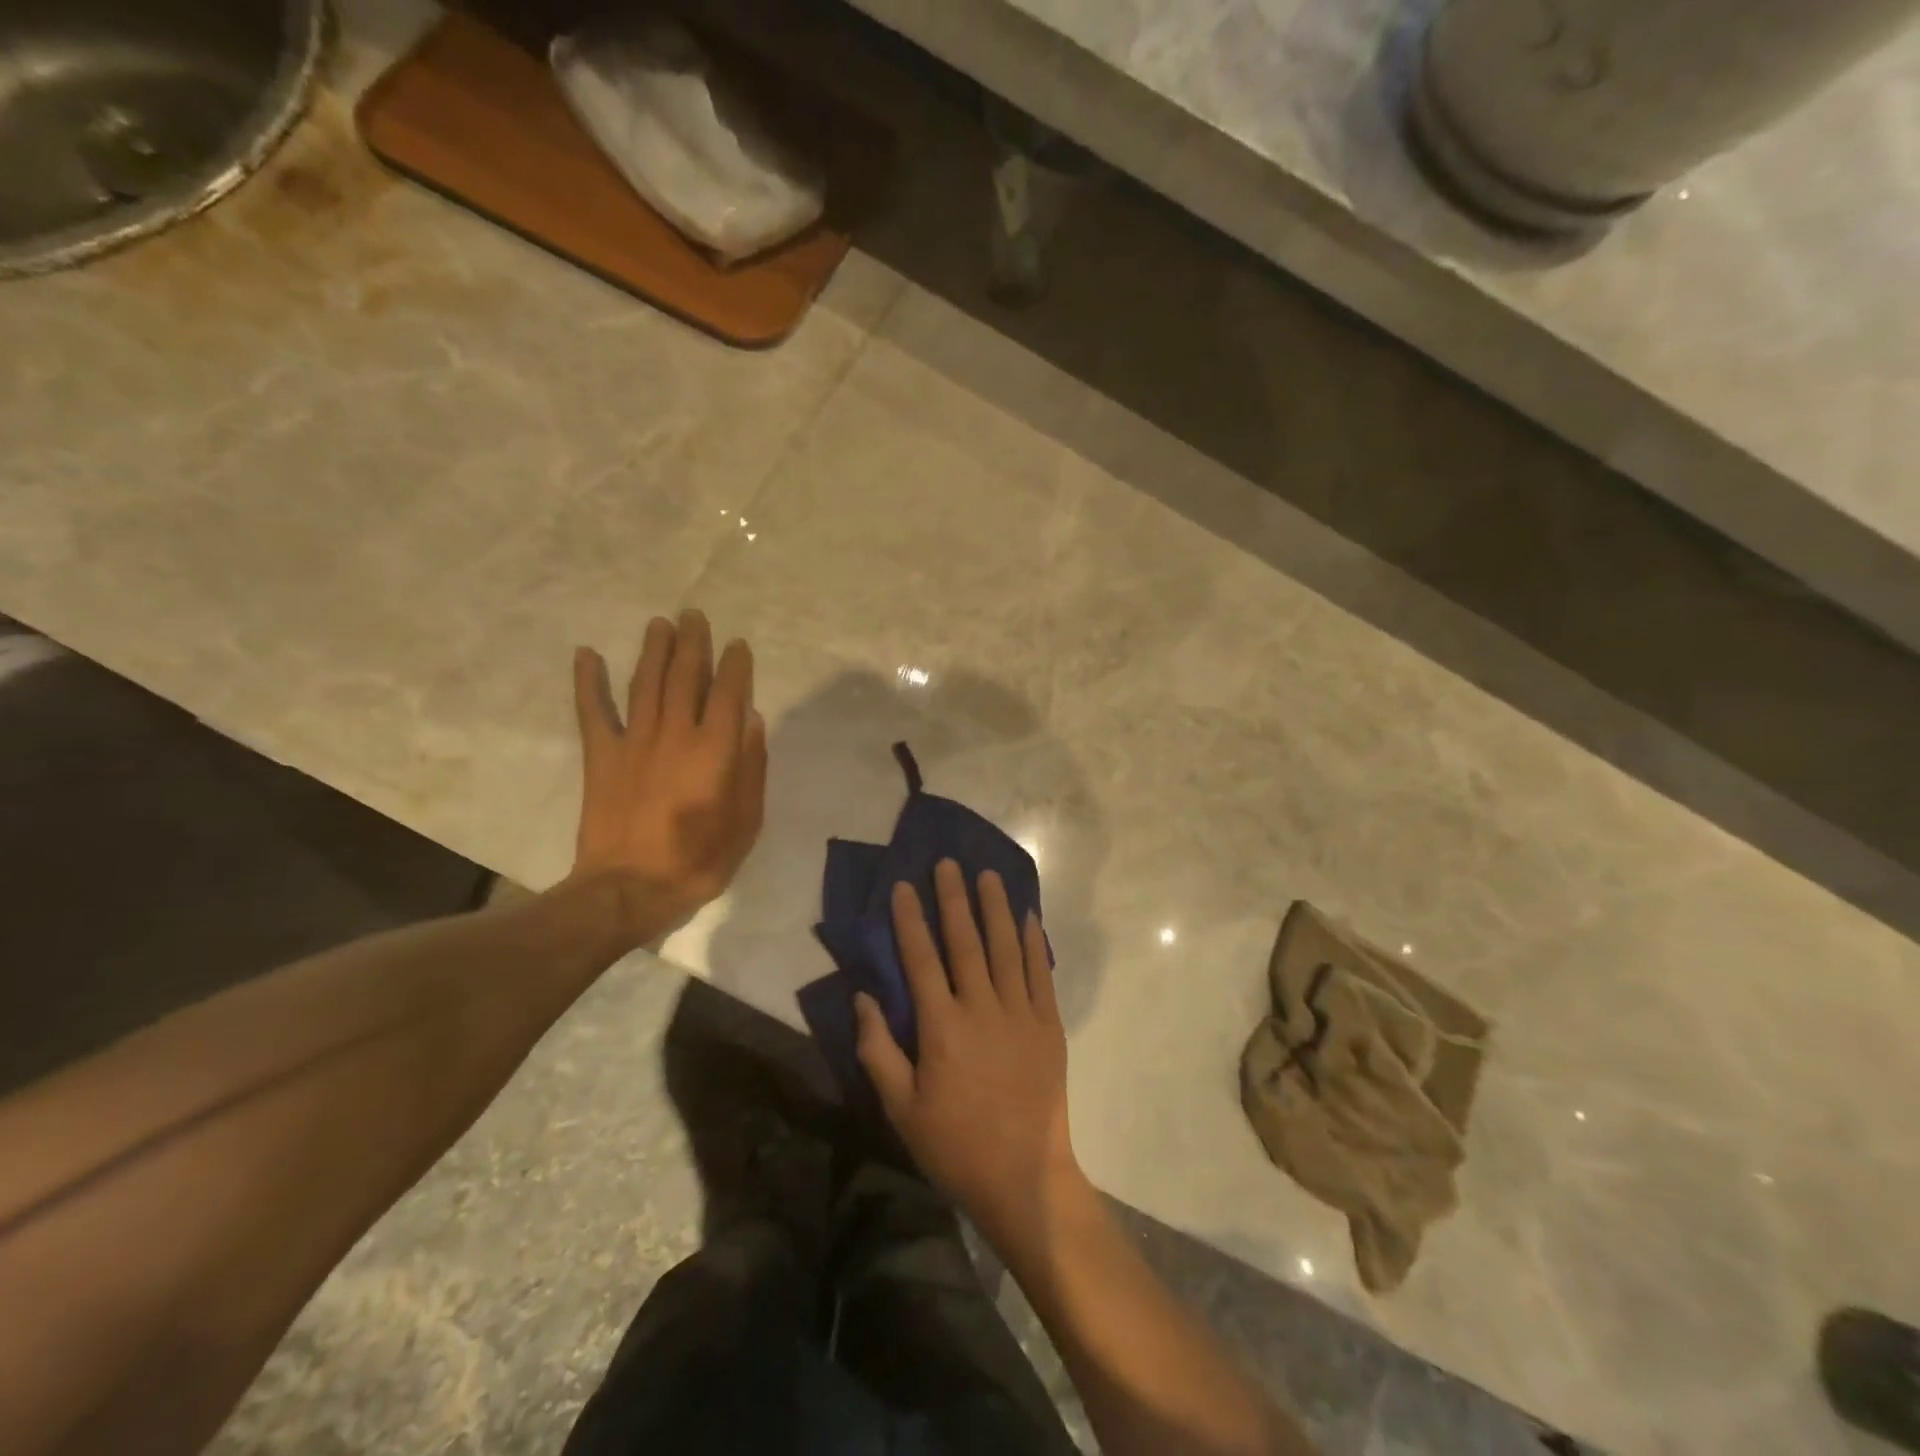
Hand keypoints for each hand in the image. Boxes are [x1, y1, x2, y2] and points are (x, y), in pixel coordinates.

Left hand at [569, 610, 766, 944]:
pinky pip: (593, 711)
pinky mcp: (601, 755)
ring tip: (660, 623)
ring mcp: (633, 741)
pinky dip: (587, 681)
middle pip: (685, 676)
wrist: (628, 889)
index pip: (728, 693)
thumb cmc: (698, 860)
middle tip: (695, 615)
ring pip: (646, 682)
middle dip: (693, 643)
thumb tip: (750, 720)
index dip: (735, 665)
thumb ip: (751, 767)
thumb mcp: (745, 821)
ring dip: (654, 649)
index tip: (737, 645)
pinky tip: (586, 654)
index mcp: (714, 749)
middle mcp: (674, 733)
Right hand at [855, 860, 1086, 1251]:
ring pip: (1006, 947)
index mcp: (942, 1027)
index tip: (905, 886)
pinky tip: (1028, 916)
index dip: (911, 920)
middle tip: (948, 863)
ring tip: (988, 875)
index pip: (921, 959)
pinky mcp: (1048, 1025)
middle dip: (954, 899)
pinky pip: (1040, 973)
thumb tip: (863, 997)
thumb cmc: (954, 1144)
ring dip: (995, 908)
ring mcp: (1020, 1013)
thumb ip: (878, 1049)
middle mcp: (982, 1008)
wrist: (1023, 1176)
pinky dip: (1034, 941)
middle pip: (966, 941)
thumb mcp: (900, 1108)